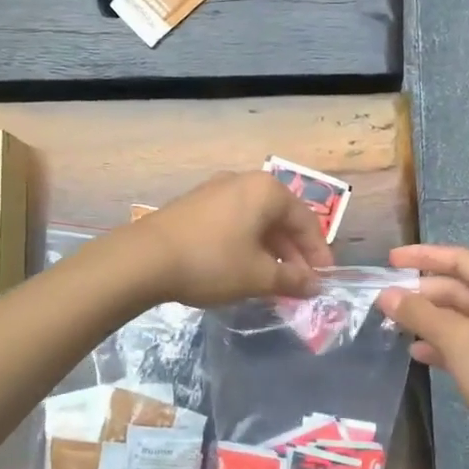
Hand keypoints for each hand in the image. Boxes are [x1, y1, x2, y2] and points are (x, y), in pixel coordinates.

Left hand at [131, 172, 333, 307]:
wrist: (144, 259)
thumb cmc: (212, 262)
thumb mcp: (257, 276)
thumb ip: (291, 280)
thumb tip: (313, 285)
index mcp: (267, 191)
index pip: (305, 221)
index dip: (318, 253)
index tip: (323, 279)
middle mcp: (244, 182)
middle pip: (281, 219)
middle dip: (294, 254)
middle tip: (301, 284)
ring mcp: (216, 191)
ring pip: (256, 222)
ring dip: (271, 252)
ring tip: (275, 282)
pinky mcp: (196, 205)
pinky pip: (235, 223)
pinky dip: (247, 245)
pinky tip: (245, 270)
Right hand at [379, 244, 468, 468]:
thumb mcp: (458, 339)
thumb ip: (420, 314)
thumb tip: (386, 294)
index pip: (458, 259)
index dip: (423, 256)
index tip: (390, 260)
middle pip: (456, 288)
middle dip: (421, 293)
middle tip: (384, 300)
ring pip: (456, 317)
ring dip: (426, 319)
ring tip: (392, 325)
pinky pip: (461, 343)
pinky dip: (439, 344)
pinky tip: (416, 352)